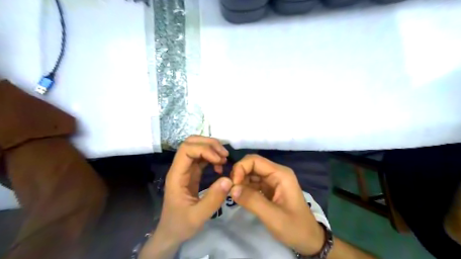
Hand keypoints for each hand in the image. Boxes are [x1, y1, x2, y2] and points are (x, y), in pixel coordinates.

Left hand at [157, 136, 233, 244]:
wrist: (171, 232)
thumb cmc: (181, 224)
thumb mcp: (198, 216)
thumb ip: (213, 199)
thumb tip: (229, 179)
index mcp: (177, 175)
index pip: (187, 150)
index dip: (204, 150)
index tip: (219, 160)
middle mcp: (180, 168)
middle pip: (190, 143)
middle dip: (209, 144)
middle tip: (224, 154)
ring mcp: (186, 169)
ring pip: (196, 147)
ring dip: (212, 148)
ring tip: (224, 159)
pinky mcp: (192, 173)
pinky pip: (201, 157)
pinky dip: (212, 157)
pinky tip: (220, 165)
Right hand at [231, 155, 322, 255]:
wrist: (309, 239)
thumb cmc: (295, 227)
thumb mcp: (273, 216)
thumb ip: (252, 201)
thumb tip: (231, 189)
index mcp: (280, 174)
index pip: (255, 160)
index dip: (241, 168)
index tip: (233, 185)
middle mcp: (276, 173)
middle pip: (252, 165)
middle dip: (239, 174)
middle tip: (231, 190)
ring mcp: (273, 181)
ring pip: (251, 173)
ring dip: (241, 182)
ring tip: (234, 195)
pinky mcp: (269, 189)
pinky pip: (253, 183)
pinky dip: (245, 188)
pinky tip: (240, 196)